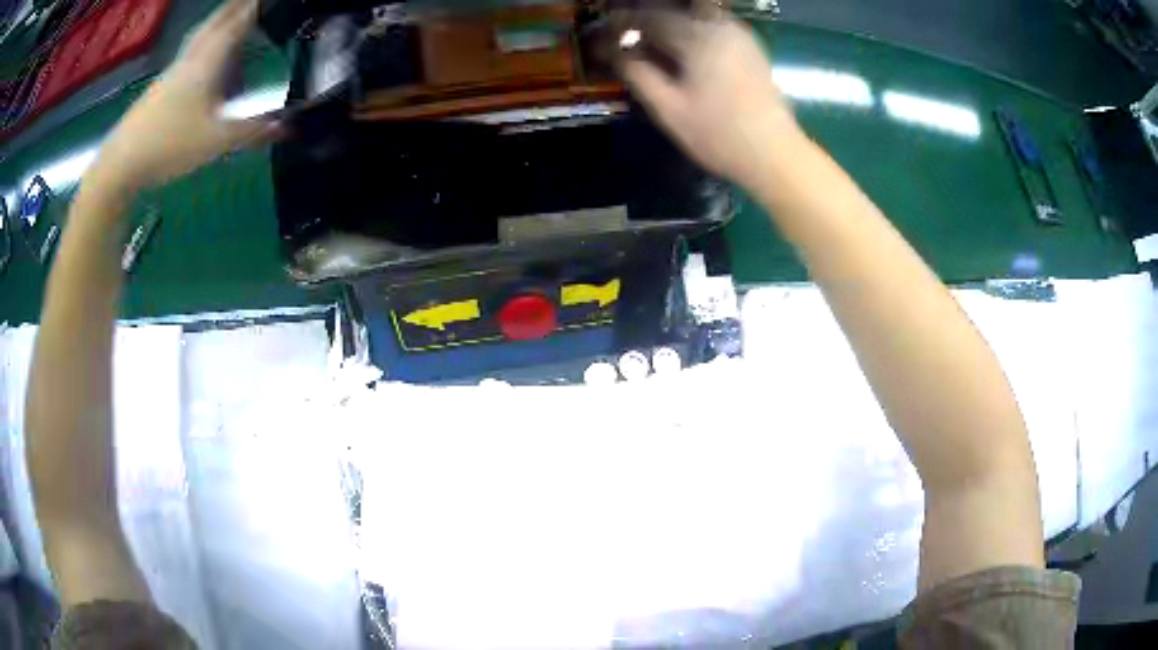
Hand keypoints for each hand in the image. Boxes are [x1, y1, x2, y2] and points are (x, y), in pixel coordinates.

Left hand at [91, 0, 279, 190]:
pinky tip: (206, 61)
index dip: (256, 6)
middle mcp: (191, 58)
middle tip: (251, 0)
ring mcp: (172, 73)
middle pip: (216, 21)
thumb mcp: (216, 140)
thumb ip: (252, 131)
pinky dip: (204, 46)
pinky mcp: (160, 89)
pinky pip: (189, 56)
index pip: (238, 21)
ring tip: (232, 19)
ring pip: (200, 37)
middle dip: (236, 6)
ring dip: (218, 23)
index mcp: (208, 60)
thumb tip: (290, 127)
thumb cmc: (169, 144)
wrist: (120, 165)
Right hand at [616, 13, 797, 186]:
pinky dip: (691, 31)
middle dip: (645, 21)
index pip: (650, 18)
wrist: (774, 154)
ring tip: (649, 43)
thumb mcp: (669, 109)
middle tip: (624, 37)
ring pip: (695, 16)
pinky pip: (713, 27)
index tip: (603, 36)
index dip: (622, 24)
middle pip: (673, 12)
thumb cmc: (718, 135)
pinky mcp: (750, 49)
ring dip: (669, 24)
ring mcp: (739, 36)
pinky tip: (681, 50)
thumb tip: (615, 53)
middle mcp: (720, 27)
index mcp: (698, 37)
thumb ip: (638, 74)